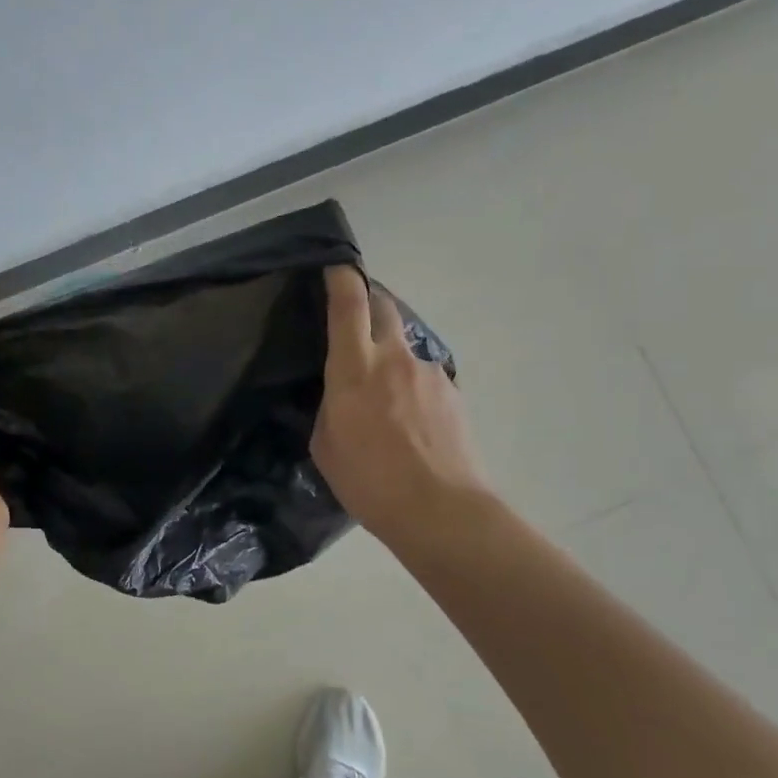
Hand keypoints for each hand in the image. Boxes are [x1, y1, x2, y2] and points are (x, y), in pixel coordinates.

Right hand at [311, 266, 490, 549]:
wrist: (441, 511)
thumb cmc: (369, 481)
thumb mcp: (326, 445)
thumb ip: (330, 407)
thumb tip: (340, 394)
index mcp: (354, 368)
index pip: (348, 304)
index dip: (341, 278)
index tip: (335, 266)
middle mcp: (394, 358)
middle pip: (384, 307)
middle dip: (369, 301)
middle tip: (355, 316)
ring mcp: (428, 373)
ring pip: (406, 344)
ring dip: (391, 354)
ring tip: (383, 393)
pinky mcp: (452, 393)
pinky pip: (424, 375)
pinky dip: (411, 385)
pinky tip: (409, 419)